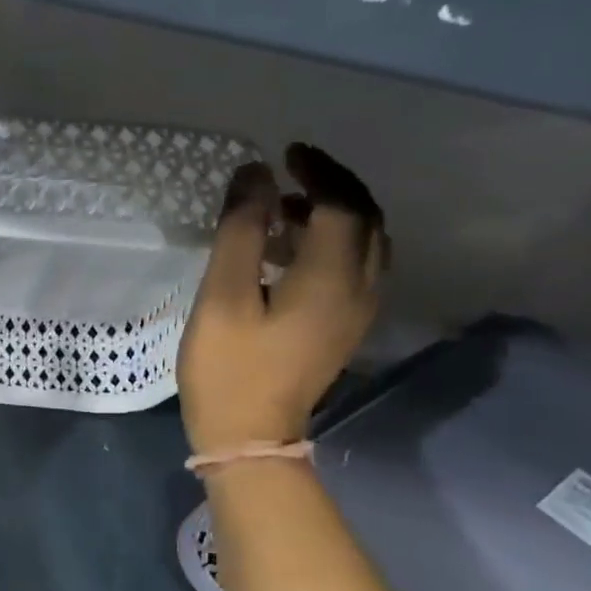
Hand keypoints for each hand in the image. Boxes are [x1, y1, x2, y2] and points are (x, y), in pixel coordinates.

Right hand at [178, 144, 386, 452]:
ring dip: (335, 214)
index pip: (342, 204)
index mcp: (333, 278)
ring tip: (285, 208)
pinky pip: (356, 269)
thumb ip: (241, 231)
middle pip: (366, 220)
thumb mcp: (223, 296)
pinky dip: (332, 243)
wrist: (250, 436)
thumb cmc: (229, 367)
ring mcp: (358, 312)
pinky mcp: (344, 329)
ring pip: (366, 245)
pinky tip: (291, 251)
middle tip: (291, 171)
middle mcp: (360, 289)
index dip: (318, 171)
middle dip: (334, 186)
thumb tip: (253, 174)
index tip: (284, 153)